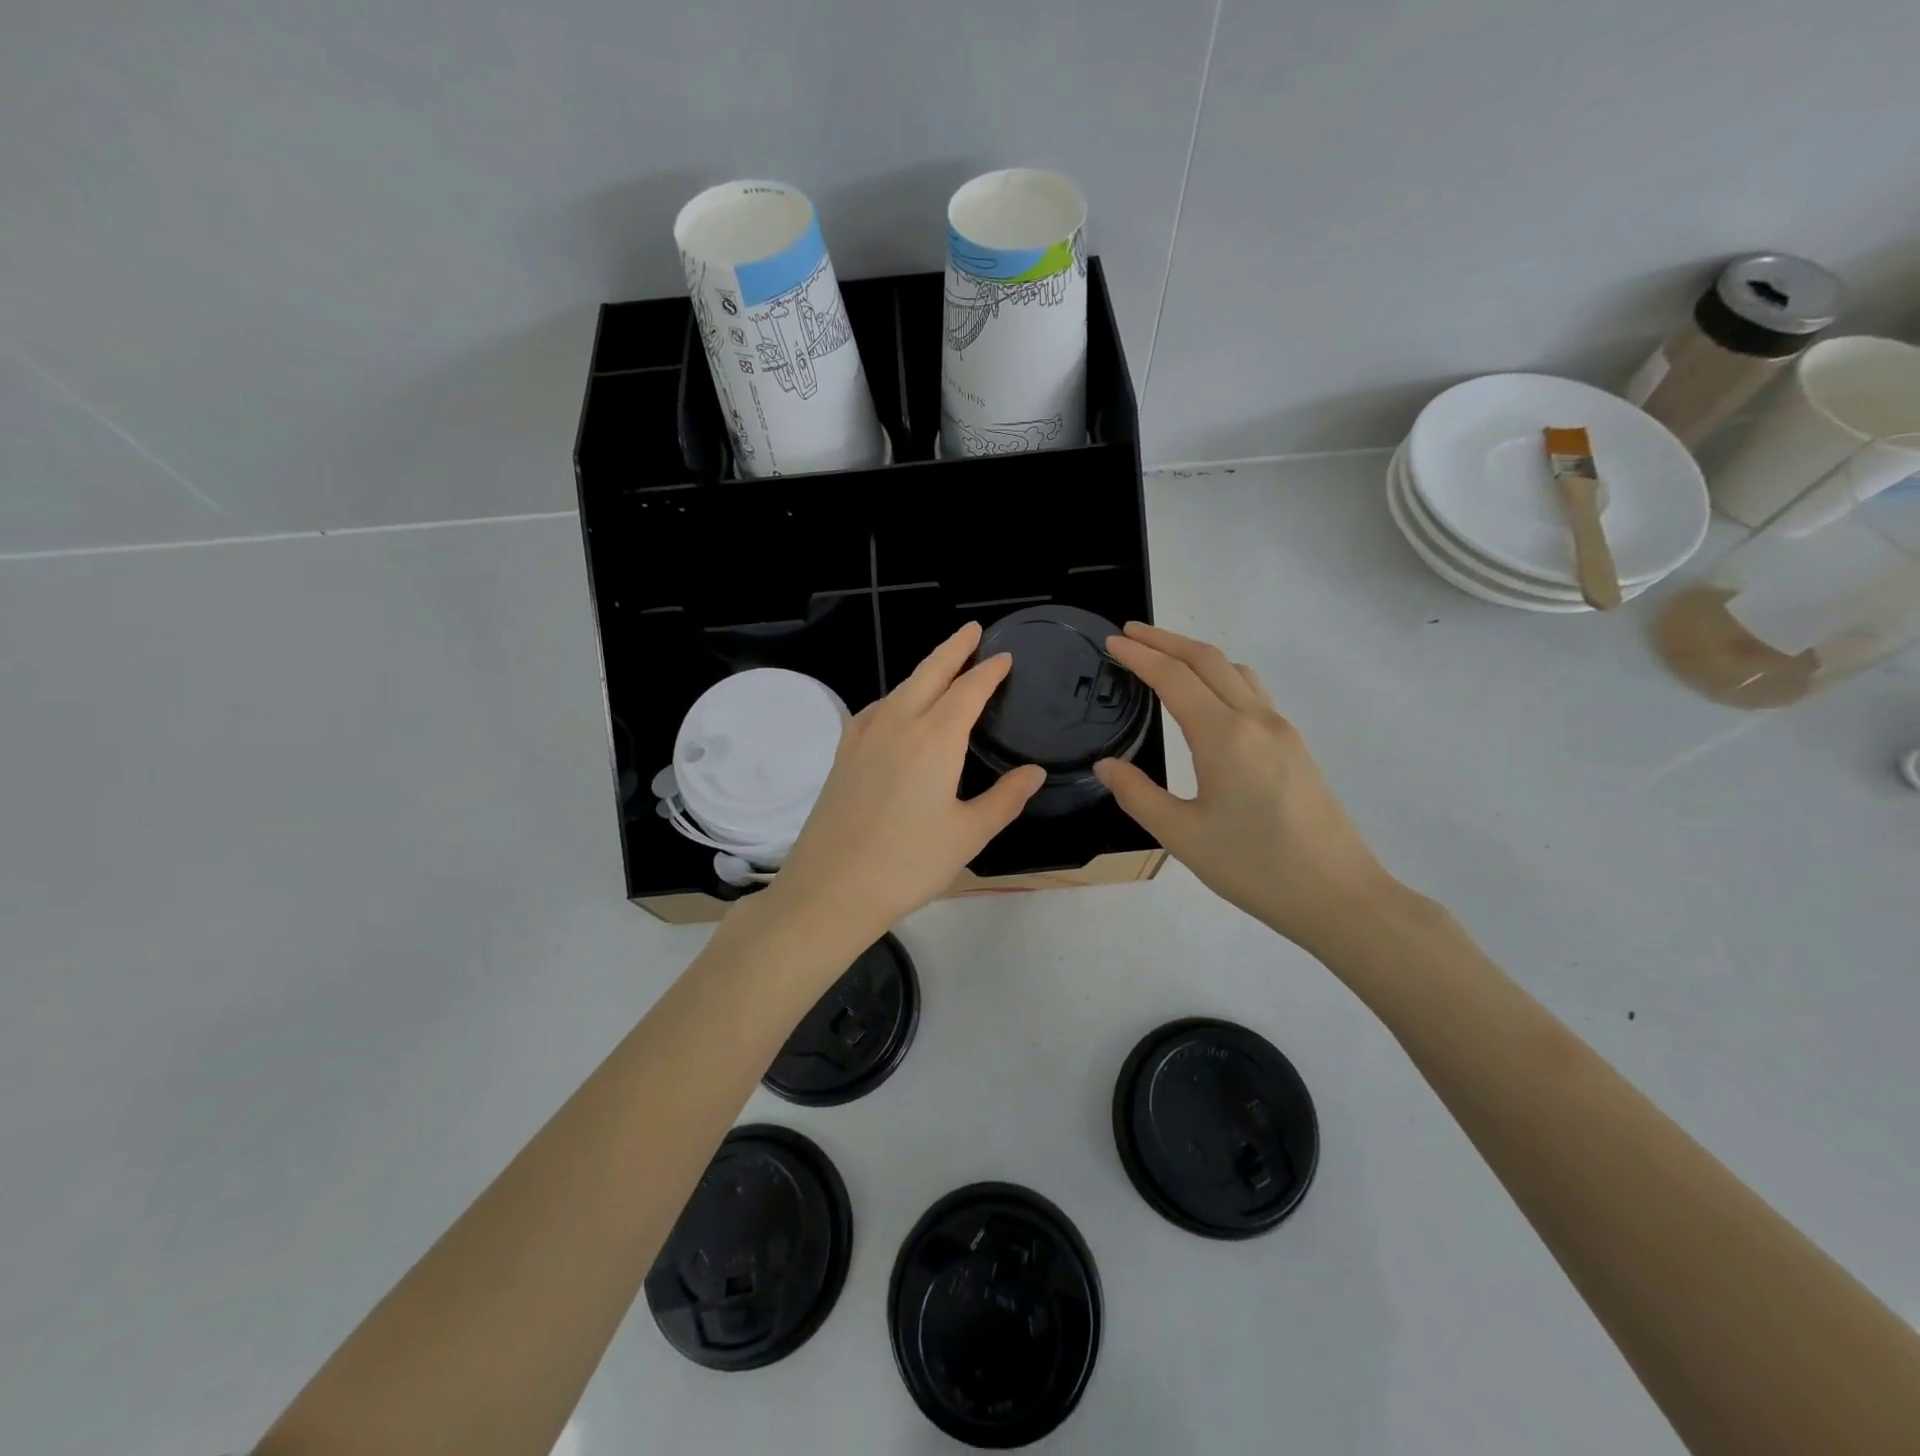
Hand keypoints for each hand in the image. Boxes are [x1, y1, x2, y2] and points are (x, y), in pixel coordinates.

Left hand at [767, 623, 1045, 945]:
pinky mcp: (843, 753)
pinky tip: (898, 710)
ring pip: (901, 688)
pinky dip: (897, 697)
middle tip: (973, 631)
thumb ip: (1005, 798)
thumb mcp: (968, 835)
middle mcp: (898, 725)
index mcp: (934, 739)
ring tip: (944, 668)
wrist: (831, 889)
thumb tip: (1035, 772)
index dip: (989, 671)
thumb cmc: (908, 864)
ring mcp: (864, 736)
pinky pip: (876, 709)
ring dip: (925, 671)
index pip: (968, 691)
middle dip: (954, 648)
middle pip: (929, 673)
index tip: (1004, 657)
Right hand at [1094, 622, 1398, 946]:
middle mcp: (1255, 720)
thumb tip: (1107, 766)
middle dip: (1165, 640)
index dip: (1139, 655)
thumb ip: (1138, 795)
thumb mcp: (1182, 837)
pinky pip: (1252, 691)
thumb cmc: (1254, 867)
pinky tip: (1209, 697)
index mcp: (1223, 736)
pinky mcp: (1295, 746)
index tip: (1112, 642)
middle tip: (1129, 634)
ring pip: (1234, 671)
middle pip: (1207, 659)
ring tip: (1165, 657)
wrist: (1338, 895)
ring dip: (1196, 654)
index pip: (1173, 677)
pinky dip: (1220, 676)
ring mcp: (1281, 730)